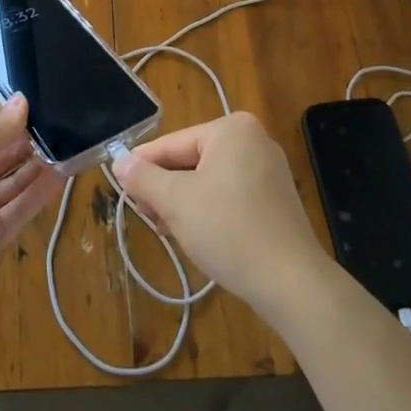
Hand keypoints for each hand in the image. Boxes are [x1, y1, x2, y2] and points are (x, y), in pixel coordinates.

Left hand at [0, 94, 65, 300]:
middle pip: (1, 156)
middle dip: (27, 141)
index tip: (38, 104)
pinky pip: (21, 210)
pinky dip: (40, 193)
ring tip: (68, 146)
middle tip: (61, 125)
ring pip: (14, 183)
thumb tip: (22, 101)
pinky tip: (63, 174)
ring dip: (37, 166)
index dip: (8, 116)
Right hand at [114, 112, 324, 313]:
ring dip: (184, 203)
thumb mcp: (175, 202)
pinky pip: (229, 194)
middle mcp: (253, 139)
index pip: (172, 144)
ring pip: (208, 180)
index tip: (121, 189)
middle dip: (166, 189)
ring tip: (167, 230)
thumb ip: (143, 178)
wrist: (290, 282)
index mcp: (231, 129)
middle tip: (146, 216)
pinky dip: (209, 210)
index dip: (143, 167)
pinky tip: (195, 234)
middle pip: (191, 160)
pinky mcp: (275, 198)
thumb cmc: (228, 230)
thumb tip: (119, 161)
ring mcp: (268, 169)